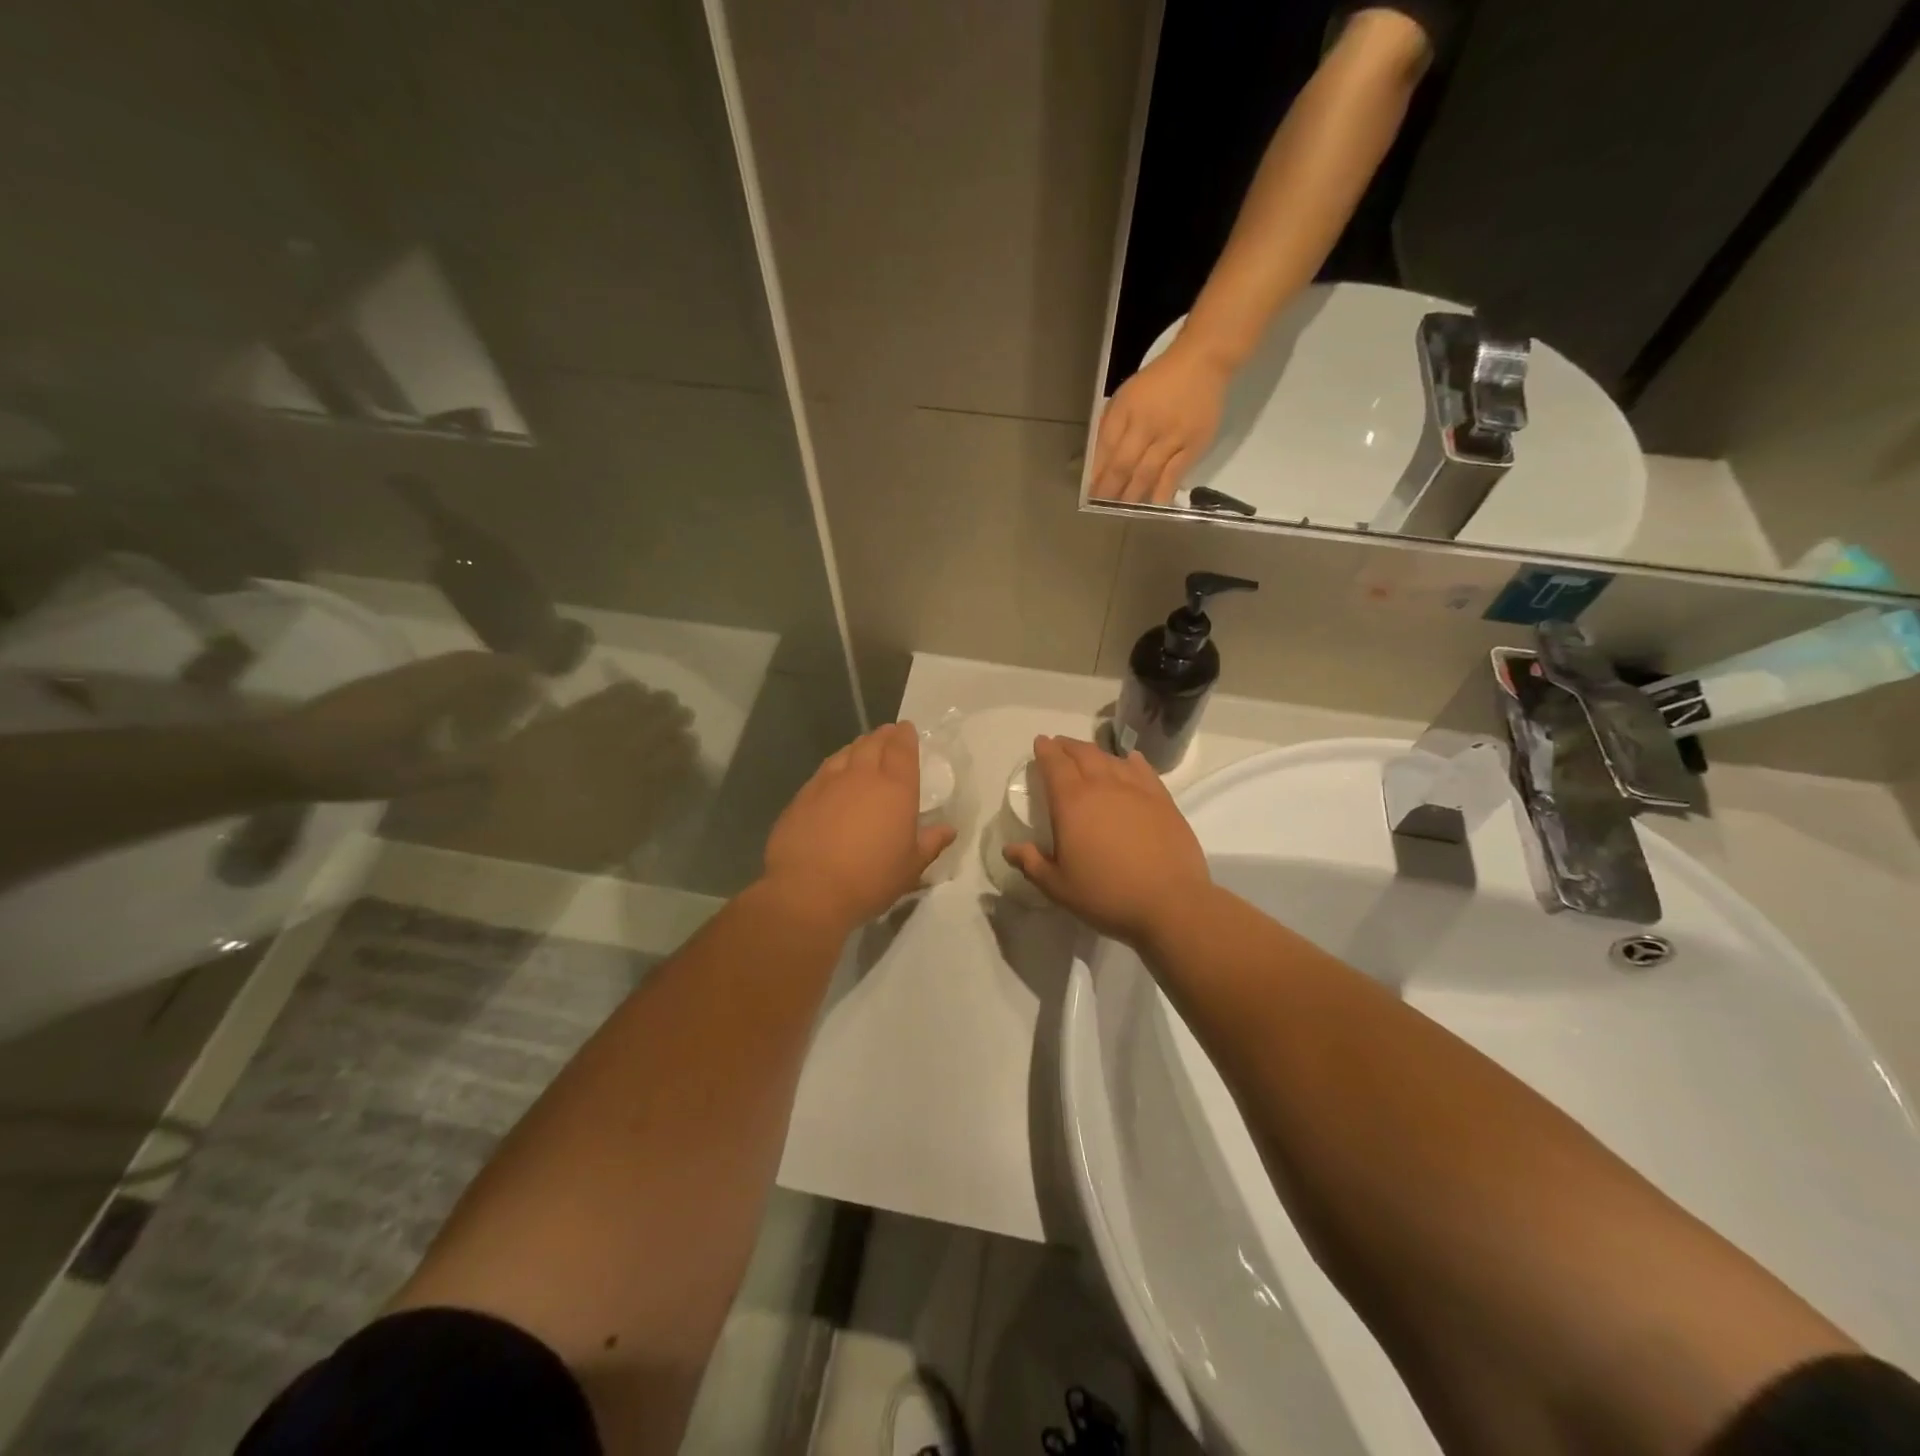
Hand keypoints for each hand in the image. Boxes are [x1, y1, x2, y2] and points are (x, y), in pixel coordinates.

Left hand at [252, 650, 540, 801]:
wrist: (275, 757)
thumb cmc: (350, 767)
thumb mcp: (411, 777)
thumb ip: (460, 771)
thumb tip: (504, 768)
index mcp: (425, 694)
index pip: (479, 670)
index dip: (512, 669)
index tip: (541, 675)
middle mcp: (412, 678)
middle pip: (464, 661)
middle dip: (500, 665)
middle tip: (528, 678)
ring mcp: (390, 680)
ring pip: (444, 665)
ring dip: (476, 669)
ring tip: (500, 687)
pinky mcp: (374, 688)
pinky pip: (428, 673)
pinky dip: (454, 677)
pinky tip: (455, 699)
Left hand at [762, 721, 955, 933]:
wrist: (808, 890)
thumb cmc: (870, 879)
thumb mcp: (911, 867)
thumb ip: (931, 843)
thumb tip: (948, 830)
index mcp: (896, 788)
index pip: (902, 748)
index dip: (906, 736)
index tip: (907, 730)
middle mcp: (862, 775)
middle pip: (873, 743)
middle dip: (883, 736)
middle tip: (889, 735)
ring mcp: (828, 782)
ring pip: (846, 752)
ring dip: (859, 747)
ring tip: (864, 749)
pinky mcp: (803, 795)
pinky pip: (825, 769)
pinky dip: (836, 765)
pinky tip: (835, 775)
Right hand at [1003, 734, 1212, 946]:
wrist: (1170, 903)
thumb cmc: (1106, 894)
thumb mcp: (1058, 886)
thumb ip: (1031, 863)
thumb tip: (1010, 849)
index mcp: (1072, 802)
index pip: (1054, 764)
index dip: (1045, 750)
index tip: (1040, 742)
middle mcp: (1103, 786)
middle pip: (1082, 753)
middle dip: (1067, 746)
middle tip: (1059, 745)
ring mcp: (1136, 790)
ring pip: (1111, 759)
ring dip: (1095, 752)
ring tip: (1088, 755)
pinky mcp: (1163, 800)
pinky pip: (1143, 770)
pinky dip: (1130, 761)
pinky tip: (1129, 761)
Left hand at [1090, 341, 1233, 503]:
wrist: (1203, 362)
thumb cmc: (1159, 381)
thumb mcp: (1127, 395)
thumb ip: (1111, 424)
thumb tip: (1097, 460)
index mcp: (1126, 409)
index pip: (1105, 447)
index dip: (1096, 473)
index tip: (1089, 492)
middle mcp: (1147, 424)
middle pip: (1124, 464)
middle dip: (1110, 490)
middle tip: (1102, 508)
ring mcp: (1172, 436)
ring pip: (1147, 473)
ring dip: (1132, 495)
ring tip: (1122, 511)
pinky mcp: (1194, 445)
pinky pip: (1175, 473)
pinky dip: (1162, 491)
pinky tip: (1153, 505)